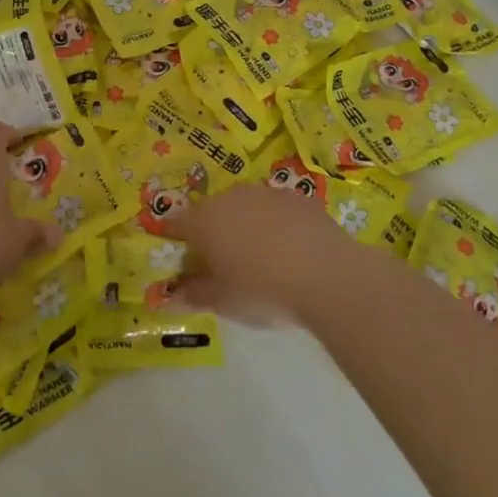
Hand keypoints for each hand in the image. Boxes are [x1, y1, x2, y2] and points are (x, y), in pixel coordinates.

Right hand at [176, 183, 371, 322]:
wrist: (328, 276)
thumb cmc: (262, 290)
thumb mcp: (223, 302)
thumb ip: (194, 295)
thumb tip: (169, 298)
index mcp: (204, 220)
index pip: (177, 223)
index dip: (175, 239)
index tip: (181, 258)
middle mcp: (231, 198)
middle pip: (211, 212)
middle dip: (212, 232)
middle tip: (222, 263)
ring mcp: (266, 194)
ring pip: (245, 207)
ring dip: (245, 225)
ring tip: (259, 257)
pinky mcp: (299, 199)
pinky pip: (277, 210)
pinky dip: (277, 225)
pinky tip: (290, 250)